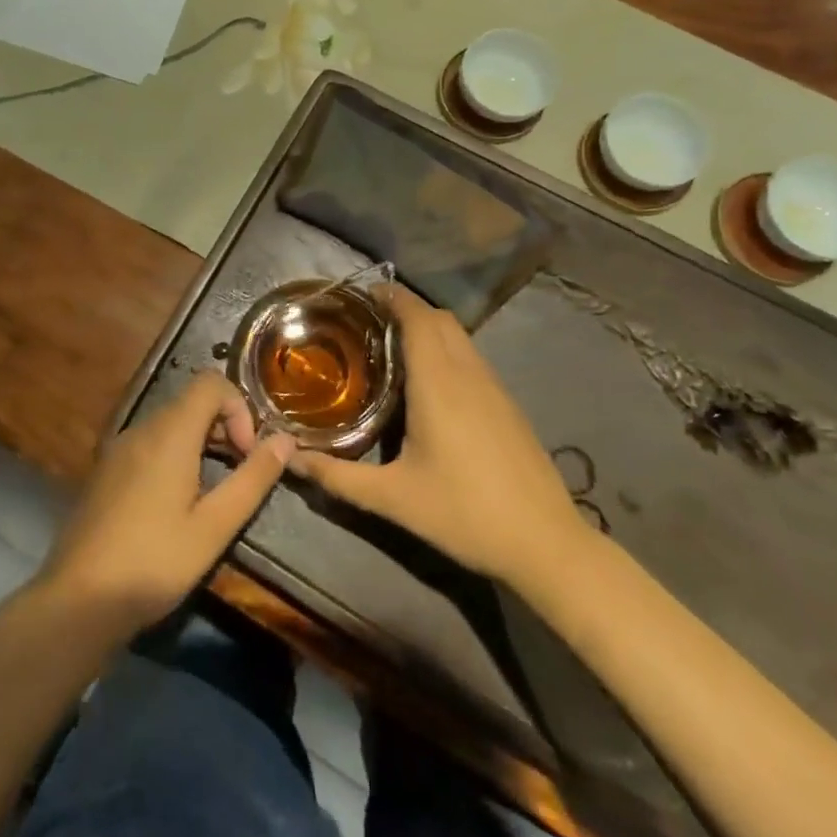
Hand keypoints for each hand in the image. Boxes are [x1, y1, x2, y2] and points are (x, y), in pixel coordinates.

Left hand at [35, 371, 293, 638]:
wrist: (78, 599)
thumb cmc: (154, 562)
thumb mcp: (214, 527)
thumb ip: (252, 479)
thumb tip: (285, 439)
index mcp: (169, 433)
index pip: (211, 382)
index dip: (239, 407)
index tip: (246, 453)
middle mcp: (142, 428)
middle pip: (192, 401)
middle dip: (225, 426)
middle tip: (238, 474)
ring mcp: (120, 447)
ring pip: (171, 421)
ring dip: (202, 442)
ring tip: (212, 491)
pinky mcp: (107, 468)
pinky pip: (151, 442)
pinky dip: (175, 453)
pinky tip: (177, 501)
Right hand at [291, 286, 587, 584]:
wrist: (546, 544)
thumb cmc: (464, 514)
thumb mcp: (393, 499)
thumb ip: (337, 477)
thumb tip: (290, 459)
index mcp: (438, 383)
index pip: (417, 317)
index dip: (392, 296)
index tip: (362, 293)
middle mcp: (468, 373)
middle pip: (439, 318)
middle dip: (406, 308)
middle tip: (369, 321)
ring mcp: (494, 387)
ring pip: (460, 336)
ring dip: (429, 327)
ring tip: (393, 346)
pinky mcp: (508, 404)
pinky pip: (472, 357)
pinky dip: (447, 349)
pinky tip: (431, 383)